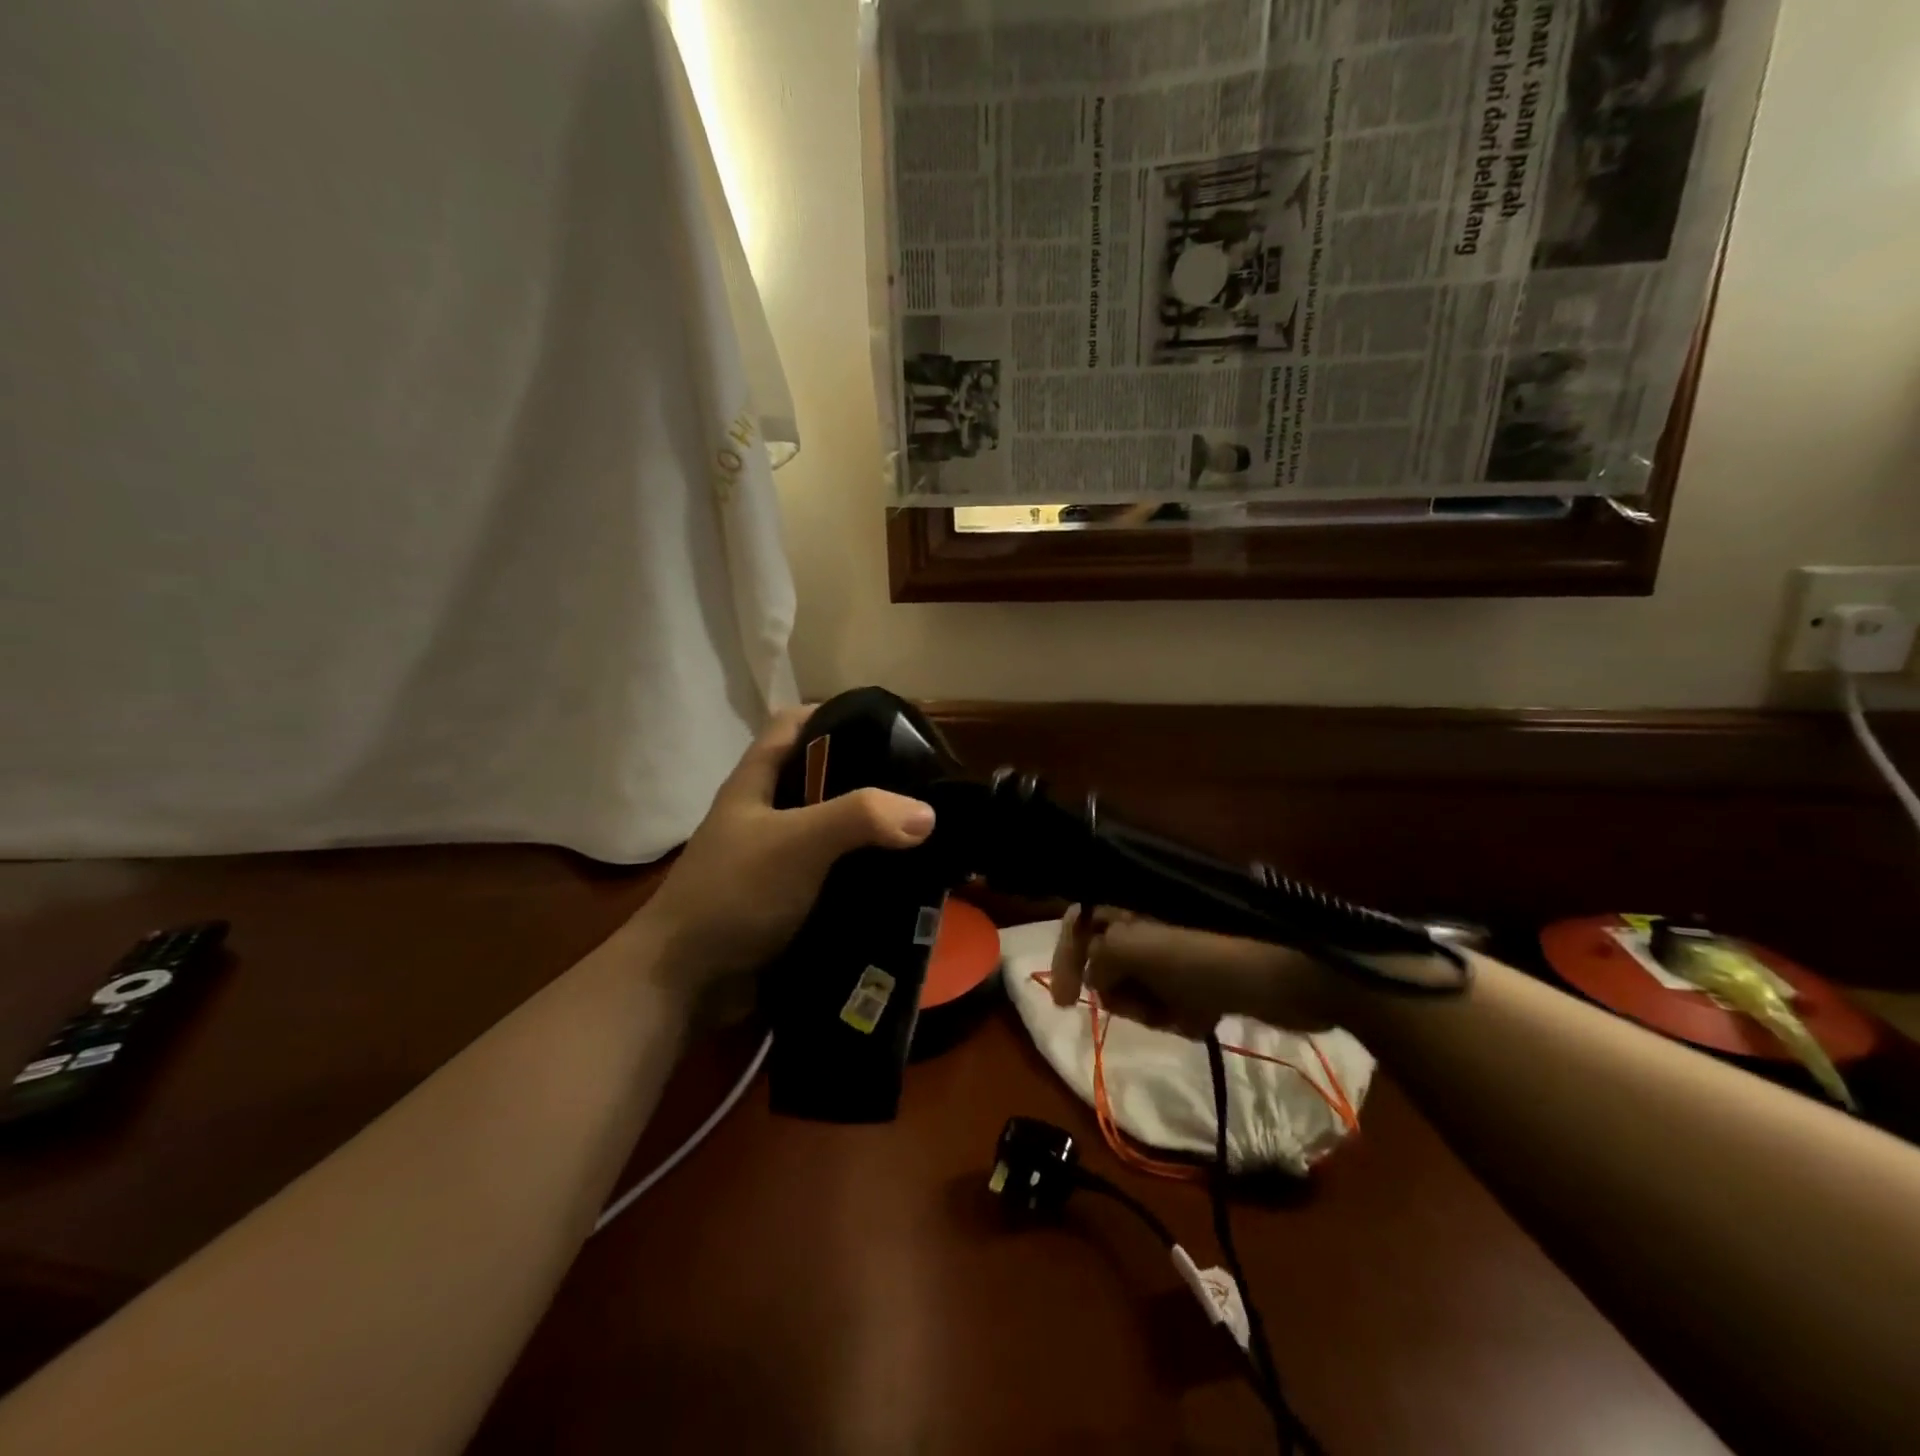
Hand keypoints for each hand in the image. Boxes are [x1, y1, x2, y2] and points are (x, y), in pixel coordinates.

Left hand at [640, 708, 935, 995]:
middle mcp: (765, 814)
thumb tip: (927, 813)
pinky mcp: (788, 900)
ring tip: (922, 833)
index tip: (886, 726)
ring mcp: (775, 860)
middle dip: (866, 778)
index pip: (794, 724)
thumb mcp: (798, 842)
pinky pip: (834, 876)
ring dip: (870, 833)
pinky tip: (898, 882)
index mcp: (756, 782)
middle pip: (820, 779)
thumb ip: (860, 818)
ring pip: (831, 831)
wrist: (685, 982)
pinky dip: (863, 875)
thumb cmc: (735, 893)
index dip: (835, 714)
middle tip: (918, 786)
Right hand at [1049, 907, 1340, 1035]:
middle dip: (1120, 992)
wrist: (1298, 976)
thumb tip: (1096, 978)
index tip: (1065, 1005)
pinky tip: (1204, 1019)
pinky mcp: (1203, 975)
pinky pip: (1171, 1000)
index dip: (1066, 958)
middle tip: (1143, 1009)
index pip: (1081, 921)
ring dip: (1152, 1008)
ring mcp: (1179, 948)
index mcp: (1134, 902)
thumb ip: (1102, 957)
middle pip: (1108, 960)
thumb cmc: (1213, 956)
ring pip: (1139, 986)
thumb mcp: (1143, 948)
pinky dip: (1180, 1015)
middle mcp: (1151, 919)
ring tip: (1182, 1015)